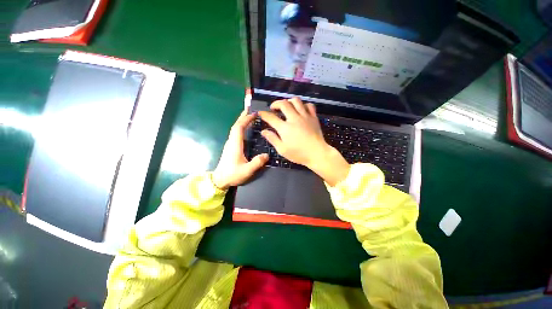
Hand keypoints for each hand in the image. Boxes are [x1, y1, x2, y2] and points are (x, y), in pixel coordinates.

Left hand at [212, 110, 268, 189]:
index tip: (254, 114)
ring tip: (249, 116)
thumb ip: (257, 162)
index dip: (246, 119)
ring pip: (235, 129)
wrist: (220, 180)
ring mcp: (230, 144)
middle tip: (251, 110)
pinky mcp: (230, 147)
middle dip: (243, 117)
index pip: (239, 128)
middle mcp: (231, 142)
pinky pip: (235, 133)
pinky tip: (245, 128)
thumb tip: (267, 155)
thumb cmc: (232, 175)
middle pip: (236, 125)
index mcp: (235, 145)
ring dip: (241, 121)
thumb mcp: (247, 171)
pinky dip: (240, 127)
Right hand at [259, 98, 349, 185]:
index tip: (260, 113)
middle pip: (283, 104)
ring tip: (286, 106)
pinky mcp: (313, 117)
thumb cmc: (298, 154)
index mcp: (284, 128)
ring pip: (296, 101)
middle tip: (273, 108)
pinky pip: (309, 105)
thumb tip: (263, 131)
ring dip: (289, 101)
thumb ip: (272, 139)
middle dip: (276, 103)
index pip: (271, 117)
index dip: (264, 114)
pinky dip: (303, 105)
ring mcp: (305, 116)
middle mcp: (294, 118)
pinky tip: (301, 109)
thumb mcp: (282, 149)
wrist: (317, 154)